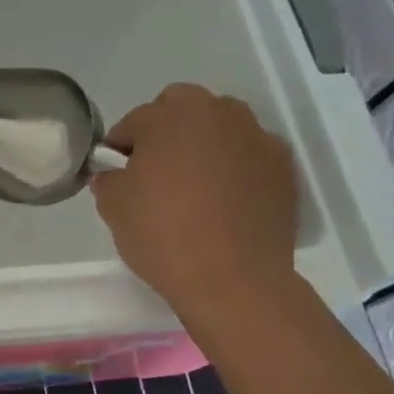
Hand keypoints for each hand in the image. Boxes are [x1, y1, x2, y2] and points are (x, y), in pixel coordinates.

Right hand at [91, 84, 297, 333]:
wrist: (232, 280)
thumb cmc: (163, 232)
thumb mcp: (113, 205)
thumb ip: (109, 180)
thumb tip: (113, 176)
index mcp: (172, 113)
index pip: (134, 123)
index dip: (120, 149)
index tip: (116, 175)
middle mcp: (220, 113)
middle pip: (183, 113)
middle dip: (166, 134)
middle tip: (155, 174)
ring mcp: (258, 138)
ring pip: (220, 131)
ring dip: (204, 147)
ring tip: (193, 188)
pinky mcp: (284, 170)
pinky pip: (249, 159)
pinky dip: (236, 170)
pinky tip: (224, 203)